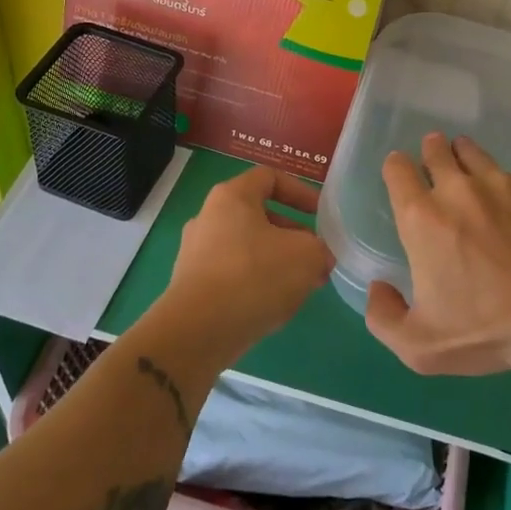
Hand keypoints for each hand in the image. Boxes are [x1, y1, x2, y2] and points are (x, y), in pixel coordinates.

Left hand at [161, 166, 333, 356]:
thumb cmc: (255, 276)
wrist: (198, 331)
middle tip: (316, 257)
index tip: (319, 214)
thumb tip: (319, 257)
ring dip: (277, 261)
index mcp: (231, 197)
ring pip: (247, 248)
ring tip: (301, 286)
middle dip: (293, 235)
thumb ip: (319, 248)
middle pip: (259, 216)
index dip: (300, 191)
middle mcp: (208, 217)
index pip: (270, 178)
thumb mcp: (306, 255)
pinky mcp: (191, 286)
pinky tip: (273, 305)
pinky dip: (255, 282)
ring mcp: (195, 253)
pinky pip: (232, 274)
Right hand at [366, 133, 510, 375]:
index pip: (397, 168)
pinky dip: (507, 187)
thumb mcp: (418, 345)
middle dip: (431, 153)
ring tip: (471, 179)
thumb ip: (383, 317)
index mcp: (422, 218)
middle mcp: (458, 189)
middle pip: (436, 148)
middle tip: (436, 169)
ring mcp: (501, 183)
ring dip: (465, 159)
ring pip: (473, 152)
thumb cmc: (483, 331)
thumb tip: (379, 288)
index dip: (396, 168)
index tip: (402, 179)